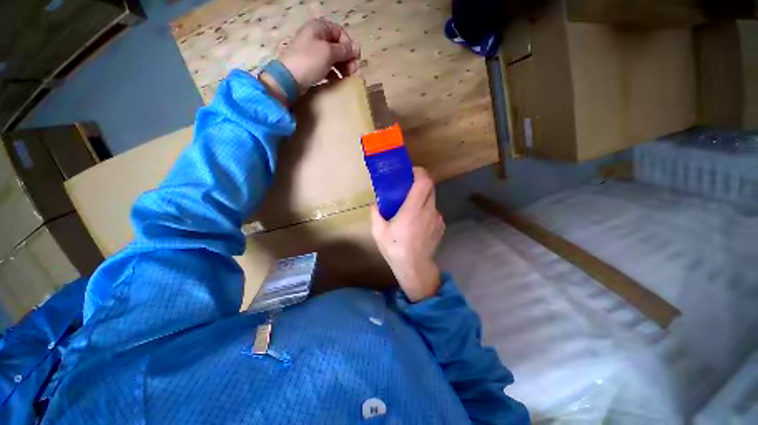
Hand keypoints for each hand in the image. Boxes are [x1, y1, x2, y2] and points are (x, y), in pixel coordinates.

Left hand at [260, 19, 359, 103]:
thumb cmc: (309, 61)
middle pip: (337, 46)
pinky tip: (337, 81)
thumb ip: (344, 50)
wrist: (289, 79)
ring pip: (333, 58)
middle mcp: (315, 37)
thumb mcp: (329, 52)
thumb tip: (357, 47)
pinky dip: (334, 73)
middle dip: (347, 58)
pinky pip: (326, 67)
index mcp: (319, 28)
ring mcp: (312, 52)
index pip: (340, 32)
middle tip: (353, 71)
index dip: (349, 45)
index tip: (355, 59)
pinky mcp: (311, 66)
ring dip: (342, 67)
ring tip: (347, 78)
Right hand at [371, 167, 445, 301]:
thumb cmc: (395, 249)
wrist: (415, 268)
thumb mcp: (378, 232)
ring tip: (411, 206)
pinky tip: (417, 221)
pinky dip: (426, 210)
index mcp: (412, 210)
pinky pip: (434, 211)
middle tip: (408, 187)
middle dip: (420, 182)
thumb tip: (375, 203)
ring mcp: (437, 219)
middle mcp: (428, 211)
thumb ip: (375, 214)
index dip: (419, 172)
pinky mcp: (441, 226)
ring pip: (432, 199)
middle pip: (431, 187)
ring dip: (422, 197)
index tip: (410, 172)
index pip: (424, 182)